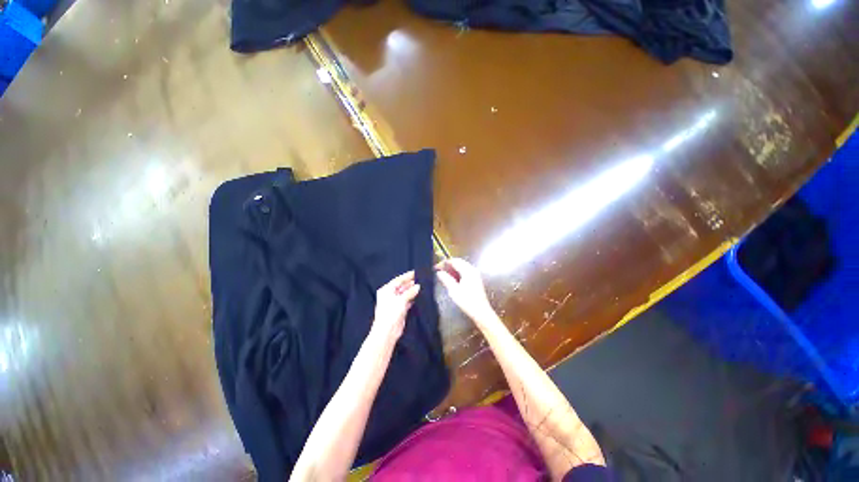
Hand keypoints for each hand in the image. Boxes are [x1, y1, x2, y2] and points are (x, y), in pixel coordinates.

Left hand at [373, 271, 420, 341]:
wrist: (387, 331)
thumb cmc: (391, 312)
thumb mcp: (401, 300)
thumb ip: (410, 292)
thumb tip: (418, 286)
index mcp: (386, 290)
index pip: (398, 280)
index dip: (407, 276)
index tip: (415, 272)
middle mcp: (389, 295)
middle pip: (401, 286)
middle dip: (410, 283)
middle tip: (420, 279)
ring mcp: (394, 302)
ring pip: (404, 294)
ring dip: (411, 291)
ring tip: (421, 286)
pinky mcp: (399, 309)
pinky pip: (406, 301)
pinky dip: (412, 298)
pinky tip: (418, 296)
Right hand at [435, 258, 494, 324]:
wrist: (481, 312)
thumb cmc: (467, 301)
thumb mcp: (454, 291)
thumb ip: (446, 279)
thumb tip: (439, 272)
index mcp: (468, 271)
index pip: (454, 261)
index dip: (444, 262)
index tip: (436, 267)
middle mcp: (472, 270)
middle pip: (459, 262)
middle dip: (448, 264)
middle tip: (439, 270)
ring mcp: (475, 274)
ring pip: (462, 266)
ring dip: (453, 268)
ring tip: (444, 274)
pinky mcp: (476, 279)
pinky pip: (465, 271)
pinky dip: (458, 272)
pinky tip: (453, 278)